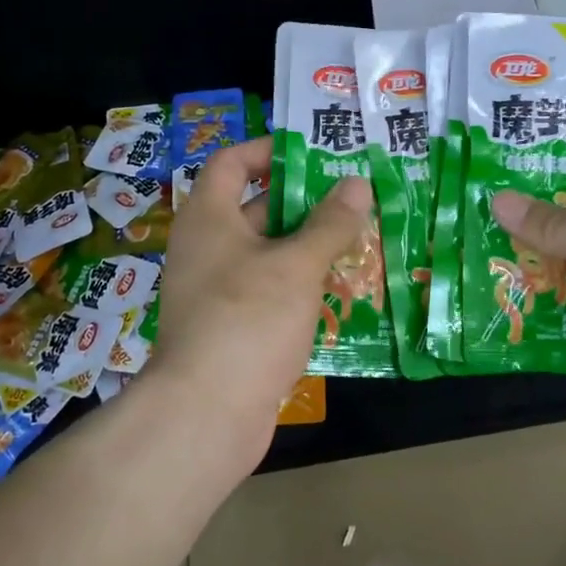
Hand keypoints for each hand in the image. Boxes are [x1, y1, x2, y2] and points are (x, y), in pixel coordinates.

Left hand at [152, 138, 372, 453]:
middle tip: (354, 197)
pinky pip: (269, 291)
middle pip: (256, 208)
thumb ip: (328, 224)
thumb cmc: (247, 320)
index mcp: (209, 218)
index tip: (311, 154)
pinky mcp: (232, 327)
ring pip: (268, 254)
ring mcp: (218, 291)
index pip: (230, 163)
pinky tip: (341, 290)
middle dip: (304, 202)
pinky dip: (300, 285)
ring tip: (360, 239)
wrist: (205, 415)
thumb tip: (356, 184)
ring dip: (309, 246)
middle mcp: (207, 248)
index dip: (267, 151)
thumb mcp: (295, 265)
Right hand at [491, 139, 565, 430]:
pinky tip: (493, 287)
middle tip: (461, 198)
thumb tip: (497, 202)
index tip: (489, 146)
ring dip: (523, 249)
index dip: (541, 146)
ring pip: (562, 249)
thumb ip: (560, 224)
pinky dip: (537, 290)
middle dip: (519, 203)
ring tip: (463, 240)